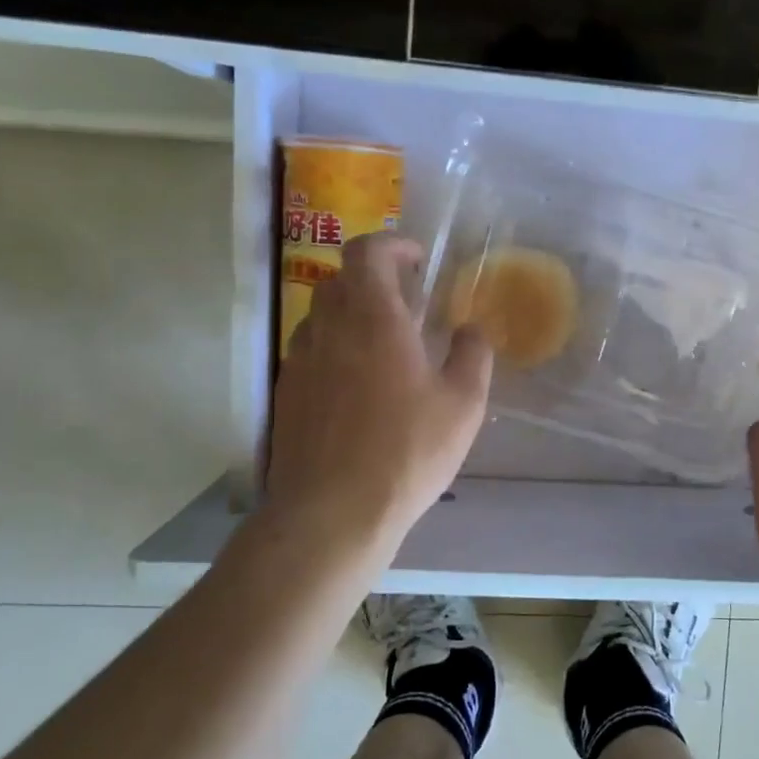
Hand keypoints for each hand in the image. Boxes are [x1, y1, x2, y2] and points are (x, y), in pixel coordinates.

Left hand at [266, 233, 492, 555]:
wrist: (332, 513)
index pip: (368, 252)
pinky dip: (334, 350)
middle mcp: (328, 329)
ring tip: (384, 345)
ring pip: (321, 316)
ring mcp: (300, 362)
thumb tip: (470, 330)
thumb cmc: (407, 451)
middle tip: (407, 302)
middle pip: (340, 280)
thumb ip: (472, 355)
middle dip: (374, 278)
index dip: (393, 244)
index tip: (418, 259)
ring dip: (352, 314)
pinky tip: (358, 387)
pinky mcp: (286, 395)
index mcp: (374, 318)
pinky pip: (310, 352)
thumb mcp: (464, 404)